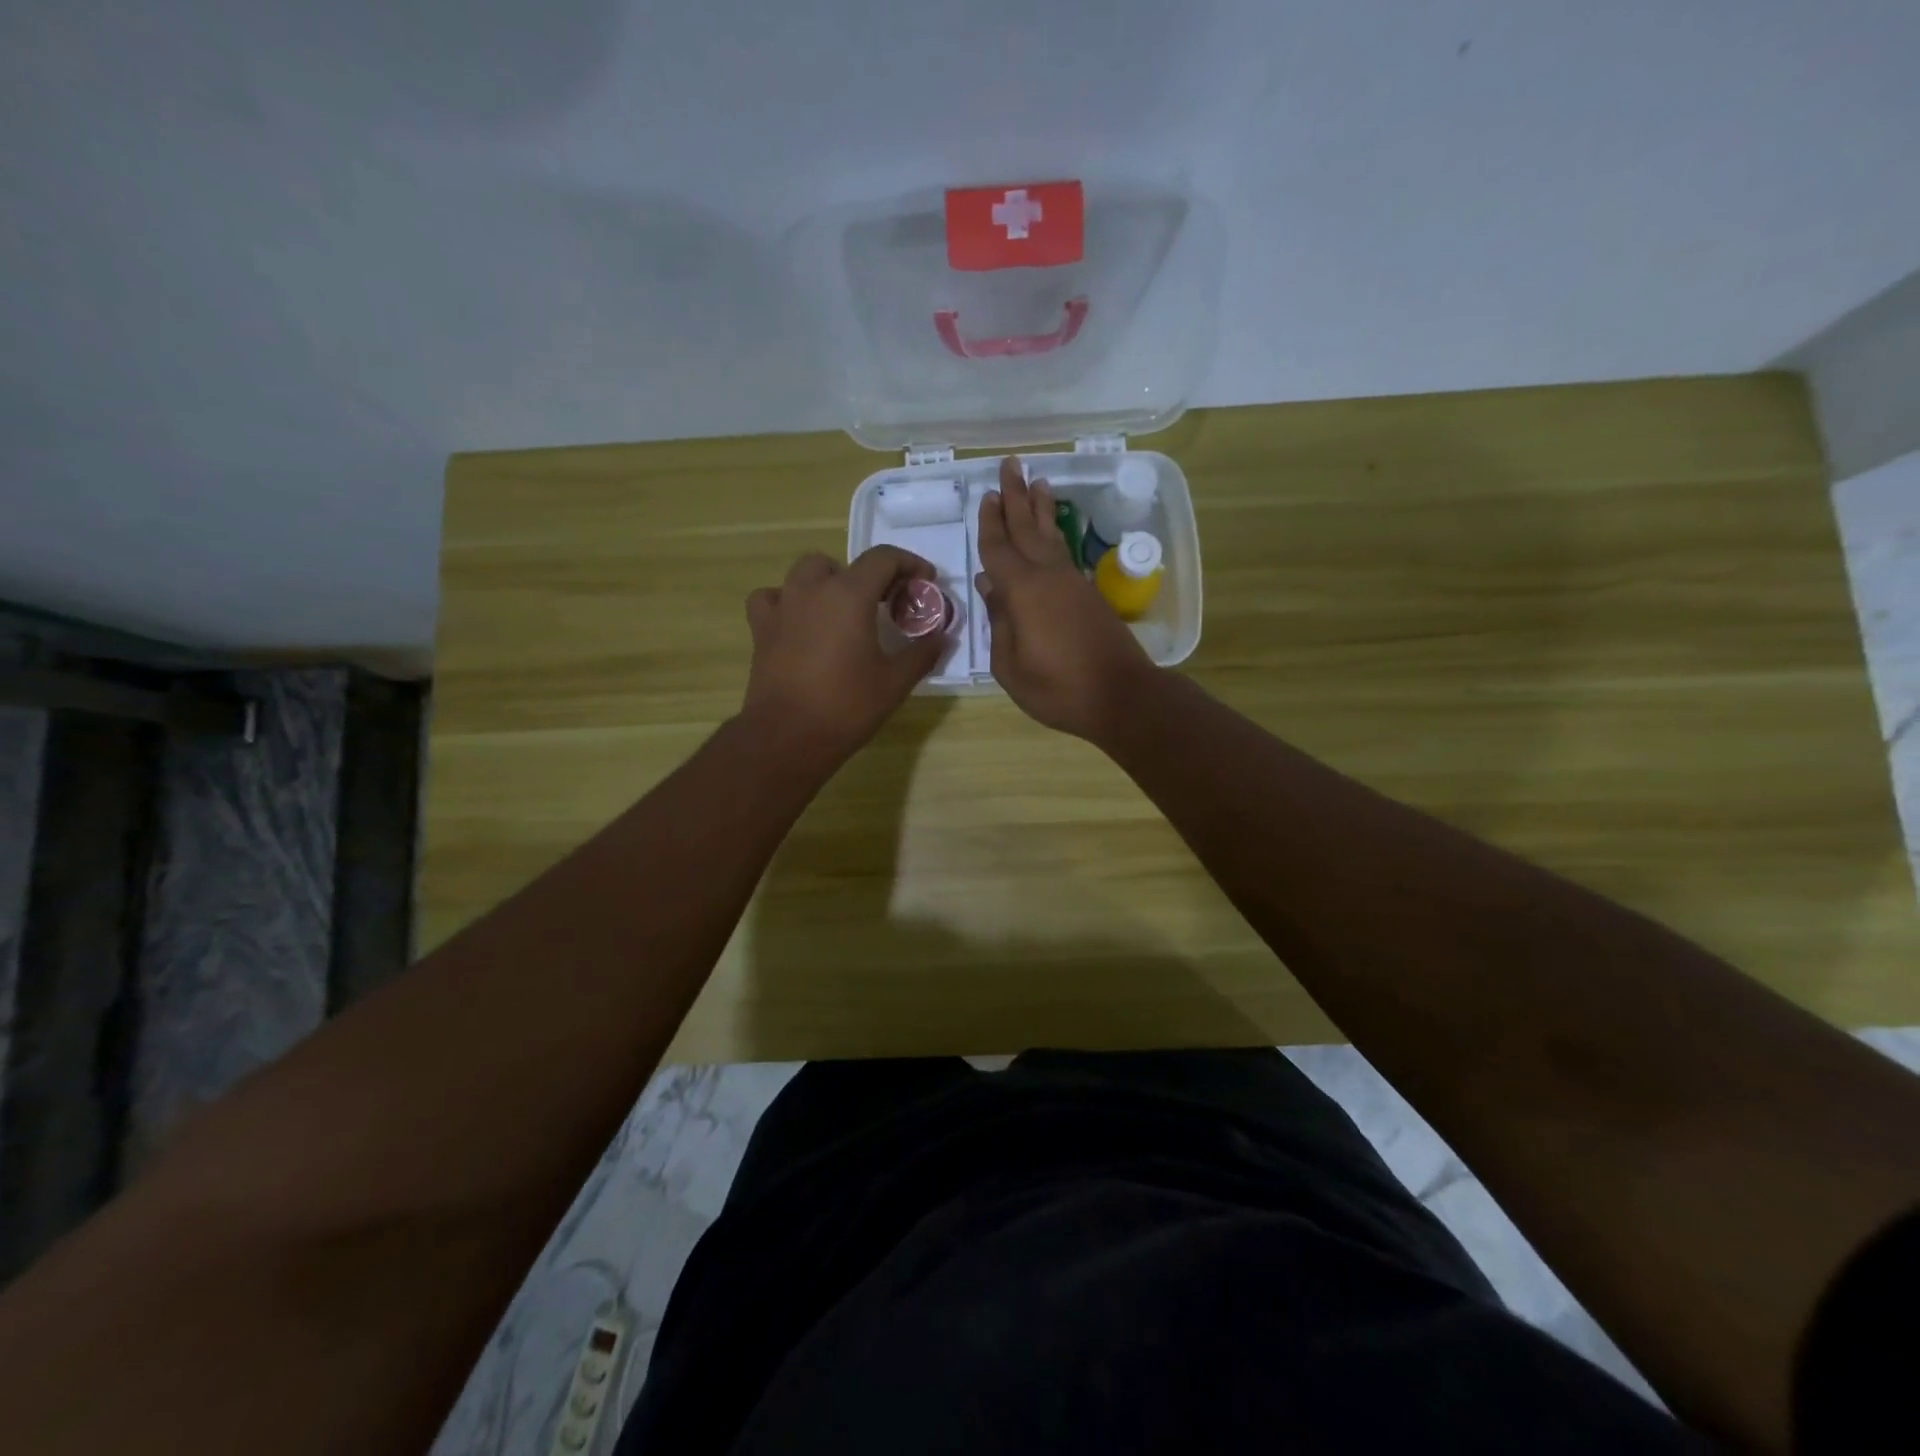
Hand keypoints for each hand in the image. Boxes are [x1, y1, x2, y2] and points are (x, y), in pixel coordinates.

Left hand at [742, 546, 944, 764]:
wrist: (788, 736)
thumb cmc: (847, 706)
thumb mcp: (895, 682)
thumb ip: (922, 653)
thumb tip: (941, 637)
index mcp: (849, 595)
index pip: (883, 558)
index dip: (909, 563)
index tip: (924, 582)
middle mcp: (813, 590)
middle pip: (842, 563)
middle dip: (866, 576)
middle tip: (884, 602)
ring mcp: (782, 606)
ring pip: (804, 573)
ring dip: (827, 582)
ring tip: (841, 610)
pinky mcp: (761, 629)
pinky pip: (772, 598)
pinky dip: (787, 601)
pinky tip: (798, 622)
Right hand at [976, 456, 1155, 740]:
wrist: (1121, 696)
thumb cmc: (1058, 688)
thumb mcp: (1011, 666)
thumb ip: (999, 623)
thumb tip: (990, 587)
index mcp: (1023, 591)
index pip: (999, 548)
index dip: (990, 523)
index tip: (987, 495)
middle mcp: (1049, 576)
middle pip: (1028, 528)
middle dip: (1017, 496)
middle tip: (1010, 464)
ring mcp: (1073, 583)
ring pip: (1052, 536)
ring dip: (1042, 509)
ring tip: (1038, 482)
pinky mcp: (1089, 596)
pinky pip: (1064, 553)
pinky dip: (1055, 536)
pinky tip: (1051, 533)